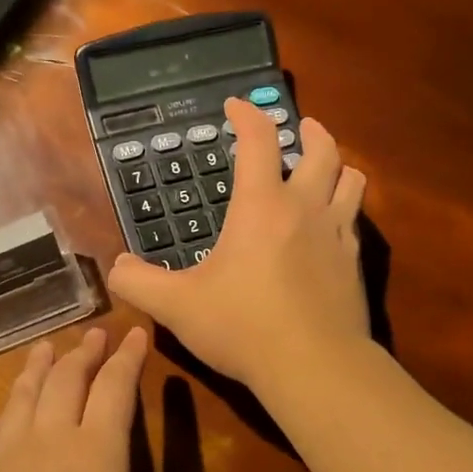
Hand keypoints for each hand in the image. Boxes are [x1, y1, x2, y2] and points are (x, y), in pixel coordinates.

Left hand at [0, 327, 250, 471]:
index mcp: (97, 458)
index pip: (116, 388)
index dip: (128, 357)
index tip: (137, 333)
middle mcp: (49, 444)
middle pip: (66, 380)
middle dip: (84, 352)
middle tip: (96, 334)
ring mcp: (4, 461)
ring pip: (23, 397)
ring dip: (38, 368)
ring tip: (46, 348)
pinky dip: (1, 415)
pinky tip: (1, 415)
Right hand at [108, 98, 368, 393]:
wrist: (314, 365)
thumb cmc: (242, 327)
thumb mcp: (177, 306)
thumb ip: (140, 283)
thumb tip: (116, 267)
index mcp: (261, 206)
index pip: (258, 141)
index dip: (247, 115)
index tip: (236, 106)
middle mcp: (305, 208)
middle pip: (321, 150)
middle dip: (310, 131)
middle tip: (301, 127)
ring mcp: (337, 235)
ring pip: (351, 180)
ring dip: (338, 165)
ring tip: (327, 166)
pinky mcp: (355, 264)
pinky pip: (356, 221)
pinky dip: (346, 208)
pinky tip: (335, 225)